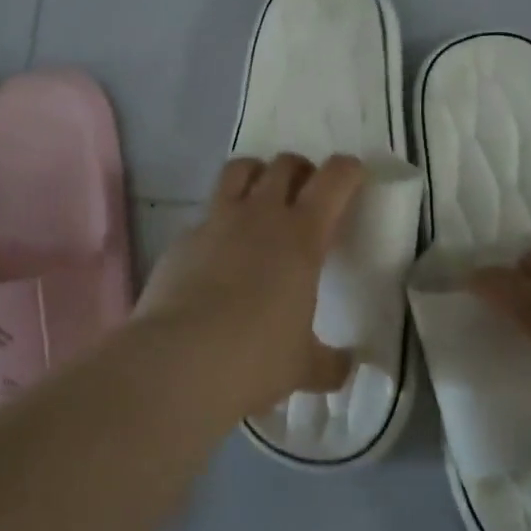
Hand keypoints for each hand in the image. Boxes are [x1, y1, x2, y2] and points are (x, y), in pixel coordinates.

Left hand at [138, 153, 364, 418]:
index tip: (354, 177)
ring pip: (240, 170)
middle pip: (285, 163)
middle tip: (306, 196)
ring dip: (257, 175)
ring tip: (261, 200)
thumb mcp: (303, 366)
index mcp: (302, 236)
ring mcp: (216, 221)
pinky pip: (206, 214)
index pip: (334, 179)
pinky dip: (219, 222)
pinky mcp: (183, 238)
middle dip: (301, 171)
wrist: (177, 361)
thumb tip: (349, 366)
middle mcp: (260, 215)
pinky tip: (218, 252)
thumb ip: (331, 363)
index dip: (348, 170)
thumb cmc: (255, 358)